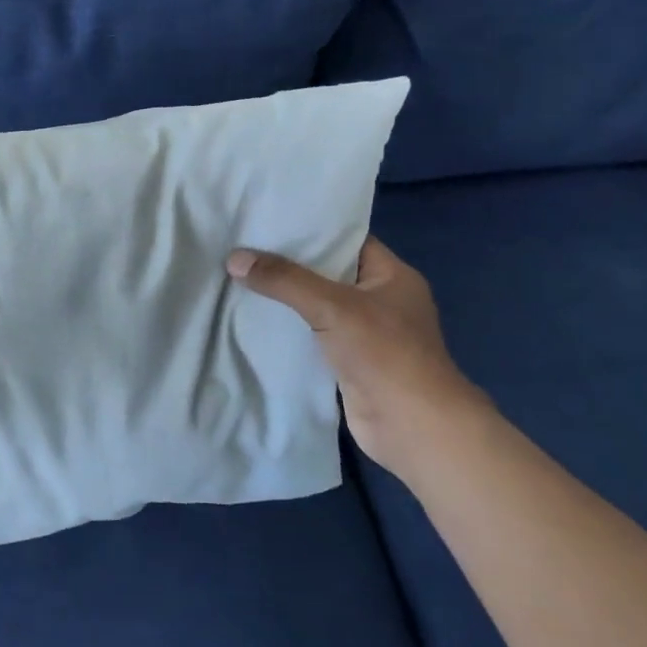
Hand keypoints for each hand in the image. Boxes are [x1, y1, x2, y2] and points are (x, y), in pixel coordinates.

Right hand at [226, 237, 489, 481]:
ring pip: (318, 304)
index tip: (269, 218)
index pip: (347, 239)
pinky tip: (255, 316)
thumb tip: (234, 258)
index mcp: (392, 275)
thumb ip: (284, 280)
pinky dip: (289, 327)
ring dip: (286, 297)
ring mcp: (366, 333)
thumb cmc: (384, 353)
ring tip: (240, 274)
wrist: (413, 427)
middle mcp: (381, 299)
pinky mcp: (350, 361)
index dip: (310, 228)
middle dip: (289, 262)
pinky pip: (313, 334)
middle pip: (328, 271)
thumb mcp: (332, 306)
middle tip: (244, 243)